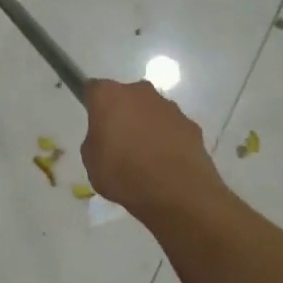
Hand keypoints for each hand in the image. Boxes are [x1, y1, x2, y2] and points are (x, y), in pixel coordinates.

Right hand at [82, 78, 221, 218]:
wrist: (176, 193)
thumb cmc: (123, 174)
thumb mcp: (91, 161)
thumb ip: (95, 140)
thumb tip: (107, 137)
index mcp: (109, 97)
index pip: (94, 89)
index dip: (93, 105)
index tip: (94, 123)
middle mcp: (140, 92)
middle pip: (126, 96)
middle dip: (122, 113)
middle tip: (119, 141)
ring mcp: (169, 107)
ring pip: (151, 110)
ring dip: (146, 125)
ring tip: (145, 156)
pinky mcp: (191, 124)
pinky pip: (171, 127)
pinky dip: (167, 138)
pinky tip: (166, 162)